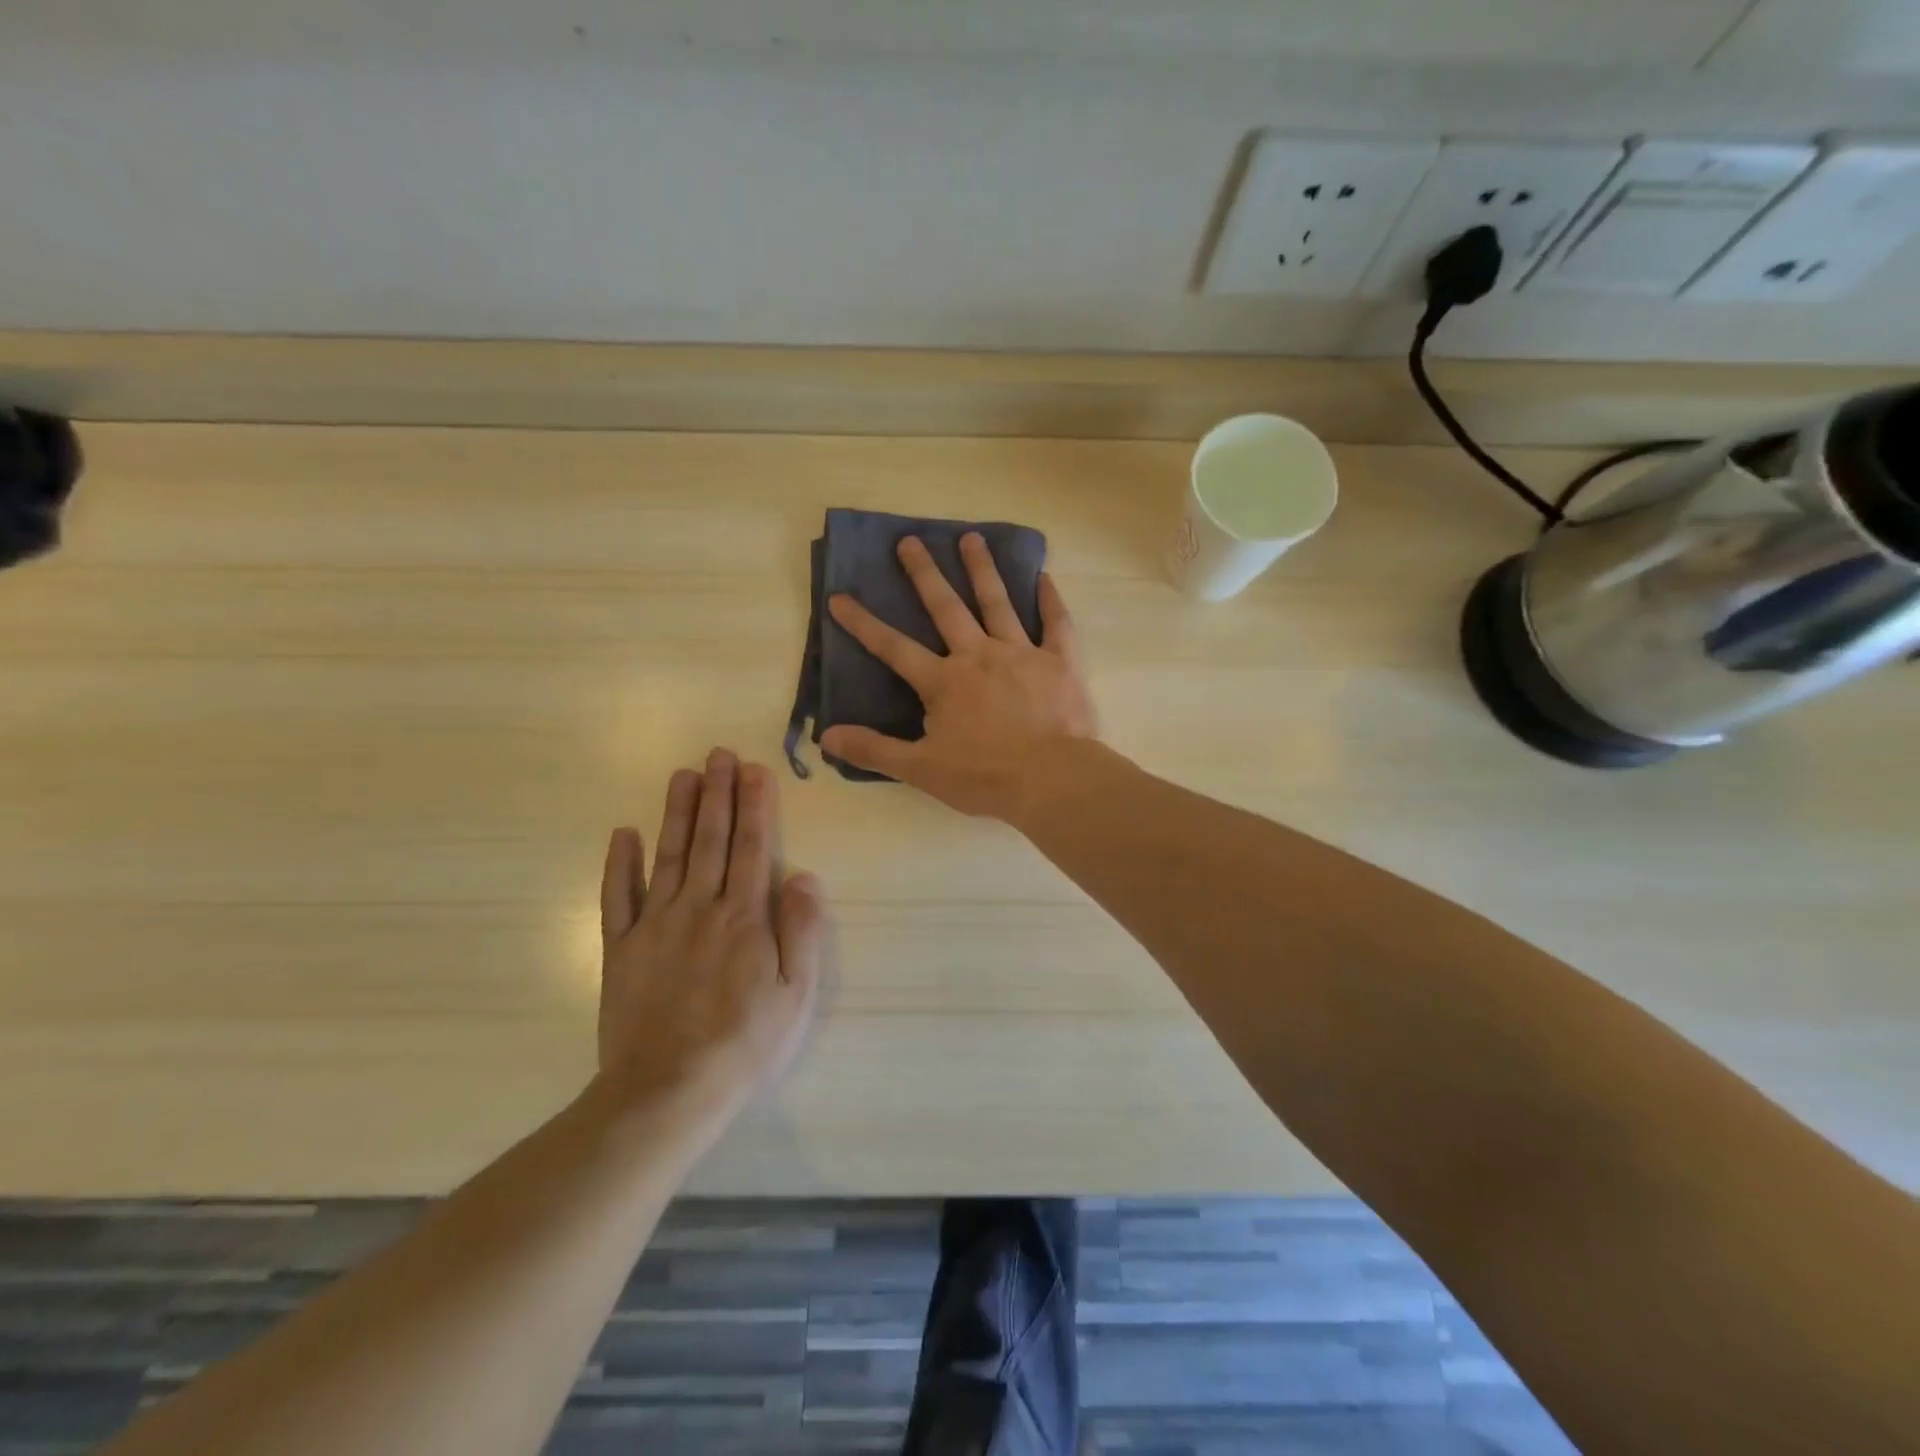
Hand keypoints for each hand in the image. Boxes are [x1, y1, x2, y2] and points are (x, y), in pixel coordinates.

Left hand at [595, 750, 825, 1136]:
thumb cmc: (745, 1044)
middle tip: (719, 754)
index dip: (755, 806)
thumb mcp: (797, 994)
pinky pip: (617, 898)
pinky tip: (622, 834)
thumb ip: (802, 931)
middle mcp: (700, 908)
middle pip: (711, 840)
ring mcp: (655, 926)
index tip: (754, 769)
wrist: (667, 1092)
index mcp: (744, 917)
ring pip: (668, 856)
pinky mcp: (621, 949)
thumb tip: (804, 876)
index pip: (753, 847)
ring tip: (683, 775)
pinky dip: (619, 865)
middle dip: (718, 794)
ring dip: (677, 813)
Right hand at [820, 533, 1096, 819]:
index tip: (839, 597)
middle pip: (946, 608)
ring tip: (971, 537)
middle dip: (924, 574)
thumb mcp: (921, 769)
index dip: (864, 624)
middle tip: (910, 540)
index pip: (894, 648)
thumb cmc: (985, 777)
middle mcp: (979, 656)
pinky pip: (1056, 624)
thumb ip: (874, 749)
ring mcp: (1021, 654)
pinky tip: (1043, 577)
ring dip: (982, 570)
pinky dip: (1050, 600)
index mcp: (944, 682)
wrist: (1052, 779)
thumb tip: (825, 737)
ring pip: (997, 603)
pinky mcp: (1060, 662)